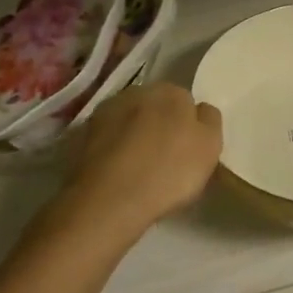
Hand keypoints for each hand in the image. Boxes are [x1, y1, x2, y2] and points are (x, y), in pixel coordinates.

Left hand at [54, 83, 223, 240]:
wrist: (109, 201)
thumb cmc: (169, 171)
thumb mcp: (210, 146)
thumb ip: (210, 119)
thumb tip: (200, 110)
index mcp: (172, 90)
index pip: (186, 101)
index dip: (188, 125)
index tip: (187, 149)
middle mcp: (138, 91)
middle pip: (156, 107)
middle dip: (160, 125)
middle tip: (165, 158)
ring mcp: (106, 112)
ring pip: (129, 121)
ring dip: (134, 136)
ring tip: (138, 169)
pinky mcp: (81, 136)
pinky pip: (108, 140)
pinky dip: (113, 150)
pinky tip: (117, 173)